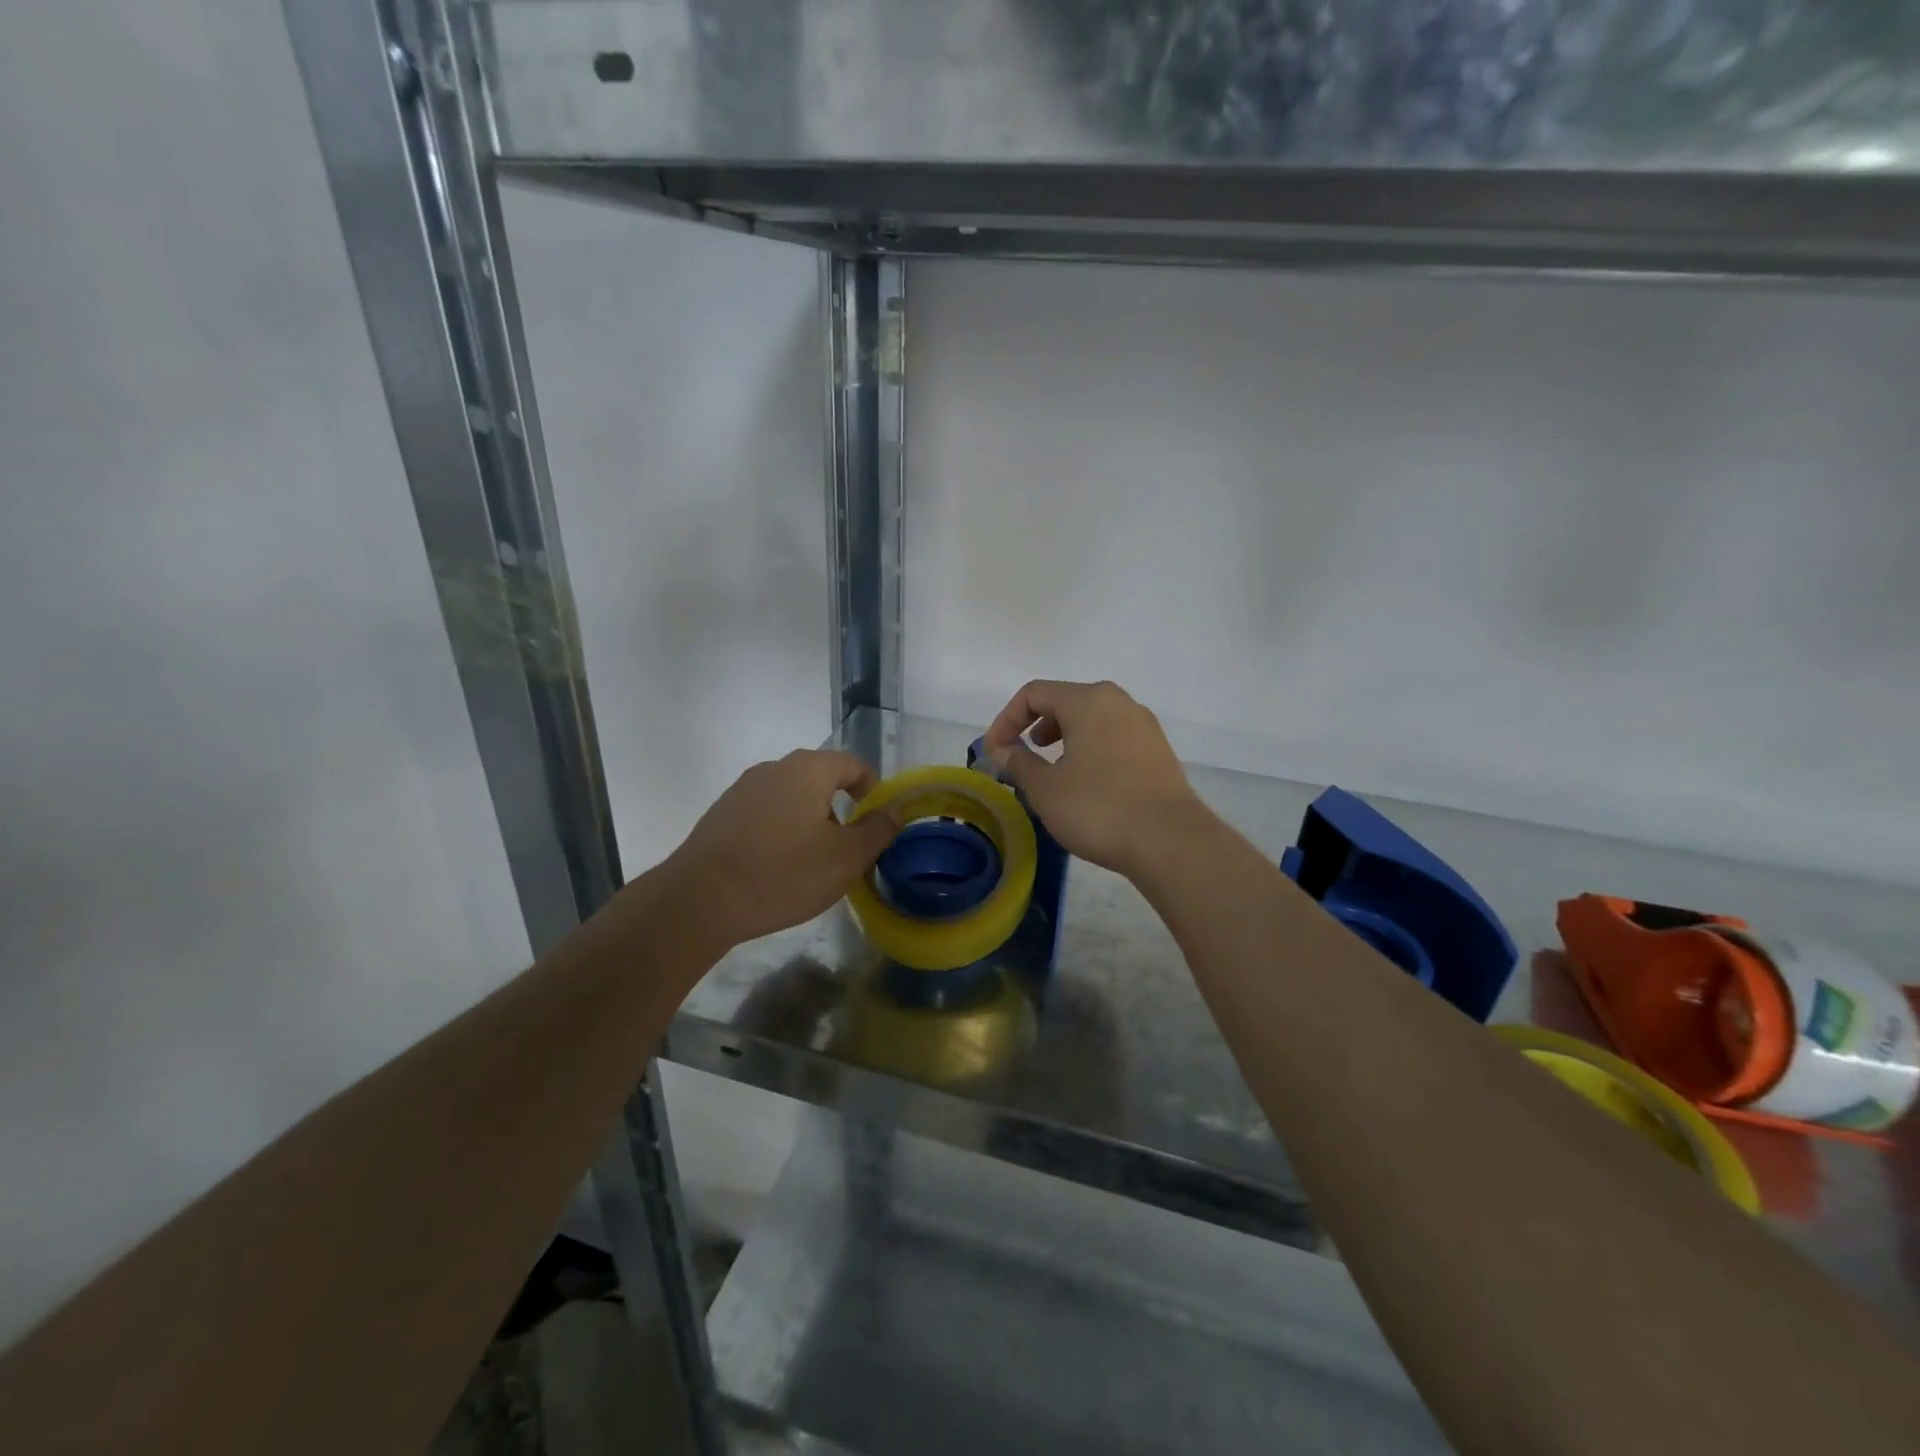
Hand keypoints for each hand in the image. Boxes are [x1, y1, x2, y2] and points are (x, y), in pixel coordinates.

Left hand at [667, 750, 899, 947]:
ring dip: (809, 824)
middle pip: (820, 780)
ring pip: (791, 798)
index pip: (853, 765)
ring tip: (810, 865)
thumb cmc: (783, 873)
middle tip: (846, 851)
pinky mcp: (720, 815)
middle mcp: (773, 768)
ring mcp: (741, 790)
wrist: (699, 900)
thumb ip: (877, 830)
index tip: (876, 826)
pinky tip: (775, 869)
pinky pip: (764, 815)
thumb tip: (893, 810)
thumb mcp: (845, 858)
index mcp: (808, 769)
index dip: (873, 790)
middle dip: (840, 812)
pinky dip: (780, 833)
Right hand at [981, 680, 1208, 877]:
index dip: (1006, 720)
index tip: (994, 753)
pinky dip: (1089, 749)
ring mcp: (1143, 725)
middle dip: (1035, 726)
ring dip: (1063, 738)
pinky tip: (1085, 782)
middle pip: (1065, 701)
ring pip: (1091, 719)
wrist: (1170, 841)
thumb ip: (1019, 763)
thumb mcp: (1046, 788)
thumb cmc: (1098, 808)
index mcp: (1088, 700)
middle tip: (1021, 756)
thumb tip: (1002, 751)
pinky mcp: (1158, 750)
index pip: (1033, 694)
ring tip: (1052, 769)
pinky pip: (1113, 737)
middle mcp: (1119, 702)